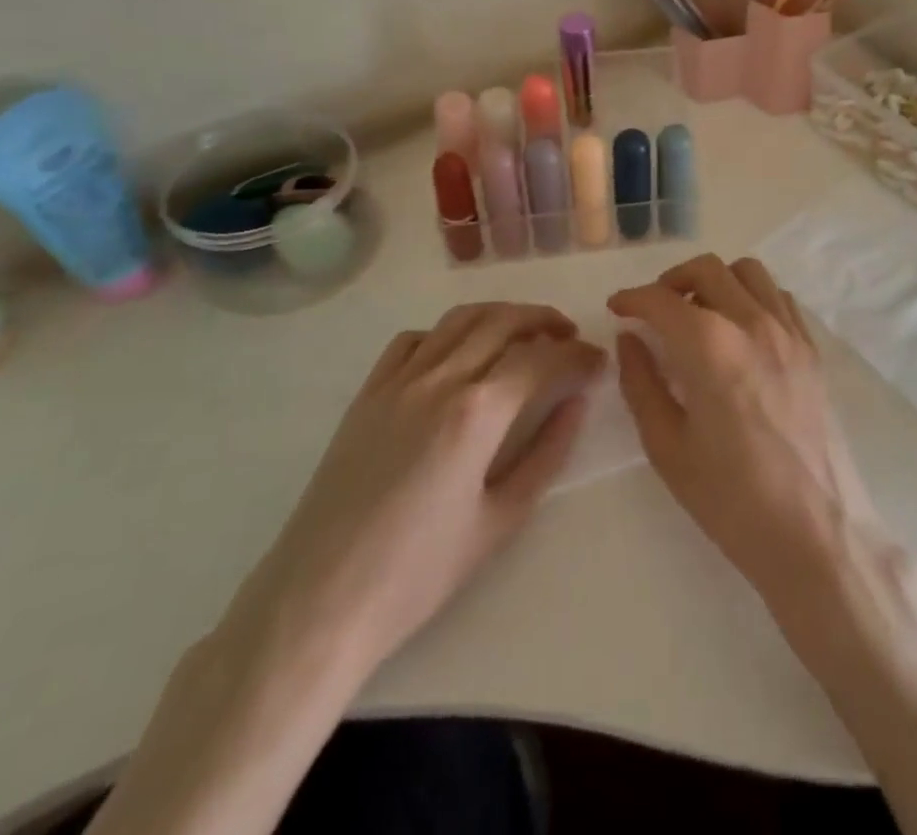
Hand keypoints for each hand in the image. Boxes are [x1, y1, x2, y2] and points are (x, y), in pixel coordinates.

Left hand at [238, 303, 602, 669]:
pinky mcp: (367, 393)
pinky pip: (413, 340)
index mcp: (477, 411)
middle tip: (570, 339)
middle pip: (503, 321)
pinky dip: (447, 333)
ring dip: (500, 315)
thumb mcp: (501, 520)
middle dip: (545, 321)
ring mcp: (398, 381)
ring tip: (524, 334)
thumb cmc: (418, 573)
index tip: (598, 363)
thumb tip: (576, 403)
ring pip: (459, 319)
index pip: (542, 358)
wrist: (318, 602)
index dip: (578, 355)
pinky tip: (458, 356)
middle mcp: (439, 379)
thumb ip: (547, 453)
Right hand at [609, 255, 879, 607]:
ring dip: (715, 281)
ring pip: (748, 272)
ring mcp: (790, 332)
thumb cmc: (731, 499)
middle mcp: (753, 324)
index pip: (662, 300)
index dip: (632, 298)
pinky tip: (740, 330)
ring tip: (698, 314)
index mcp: (711, 347)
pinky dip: (752, 296)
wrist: (815, 533)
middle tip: (653, 310)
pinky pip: (779, 297)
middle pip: (707, 269)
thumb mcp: (667, 447)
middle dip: (671, 281)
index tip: (617, 308)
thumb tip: (630, 339)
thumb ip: (641, 382)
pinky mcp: (812, 349)